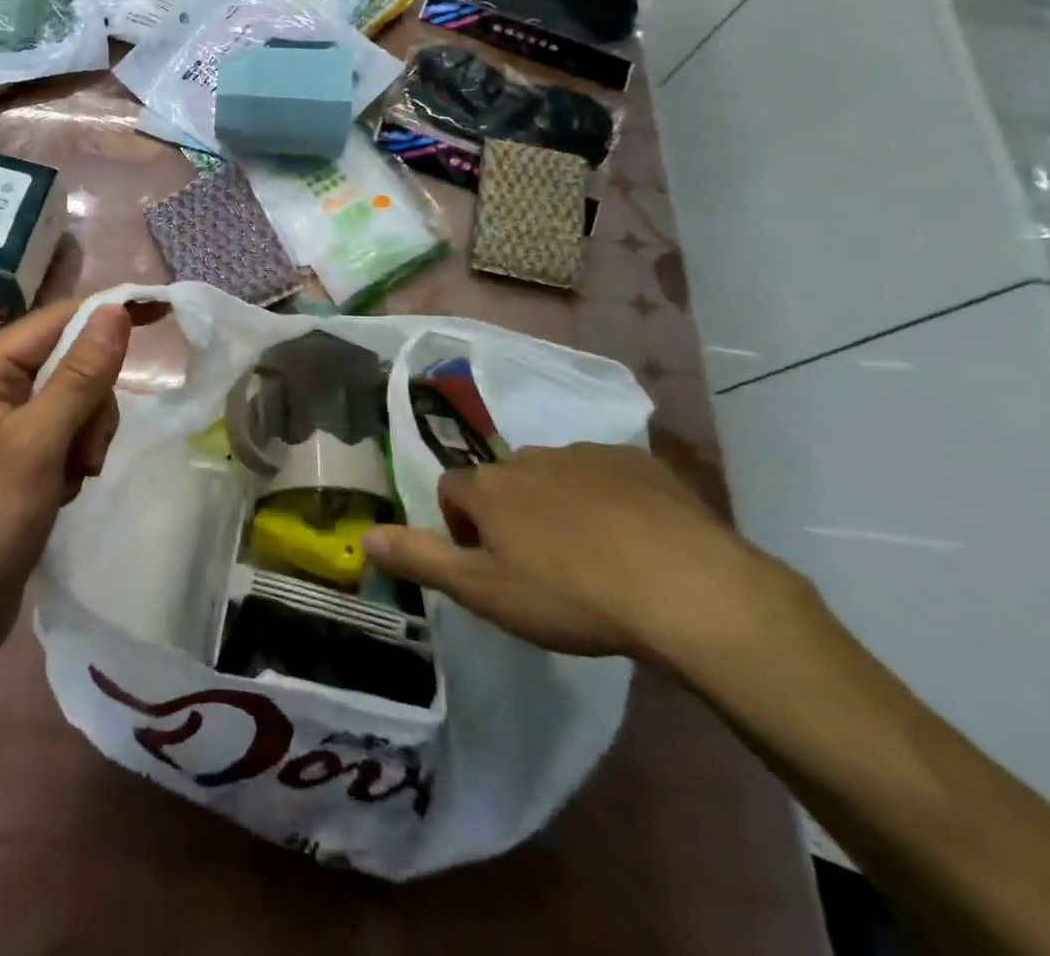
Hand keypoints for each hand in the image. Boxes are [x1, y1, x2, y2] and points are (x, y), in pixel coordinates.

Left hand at [0, 298, 160, 674]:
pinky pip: (65, 431)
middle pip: (70, 361)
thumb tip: (115, 310)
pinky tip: (62, 490)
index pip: (57, 320)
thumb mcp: (37, 446)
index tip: (164, 313)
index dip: (110, 314)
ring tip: (72, 480)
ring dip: (87, 436)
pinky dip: (75, 456)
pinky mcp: (13, 452)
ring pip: (75, 399)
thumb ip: (79, 375)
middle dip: (92, 404)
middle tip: (85, 455)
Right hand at [362, 443, 767, 660]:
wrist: (685, 588)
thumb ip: (421, 559)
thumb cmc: (571, 596)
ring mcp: (586, 454)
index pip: (451, 489)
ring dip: (557, 506)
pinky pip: (606, 474)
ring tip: (589, 557)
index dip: (459, 525)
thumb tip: (363, 535)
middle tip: (539, 567)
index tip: (486, 563)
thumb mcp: (484, 591)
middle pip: (504, 481)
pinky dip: (607, 498)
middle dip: (510, 514)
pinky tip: (633, 539)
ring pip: (555, 476)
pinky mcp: (638, 462)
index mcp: (490, 487)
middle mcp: (529, 458)